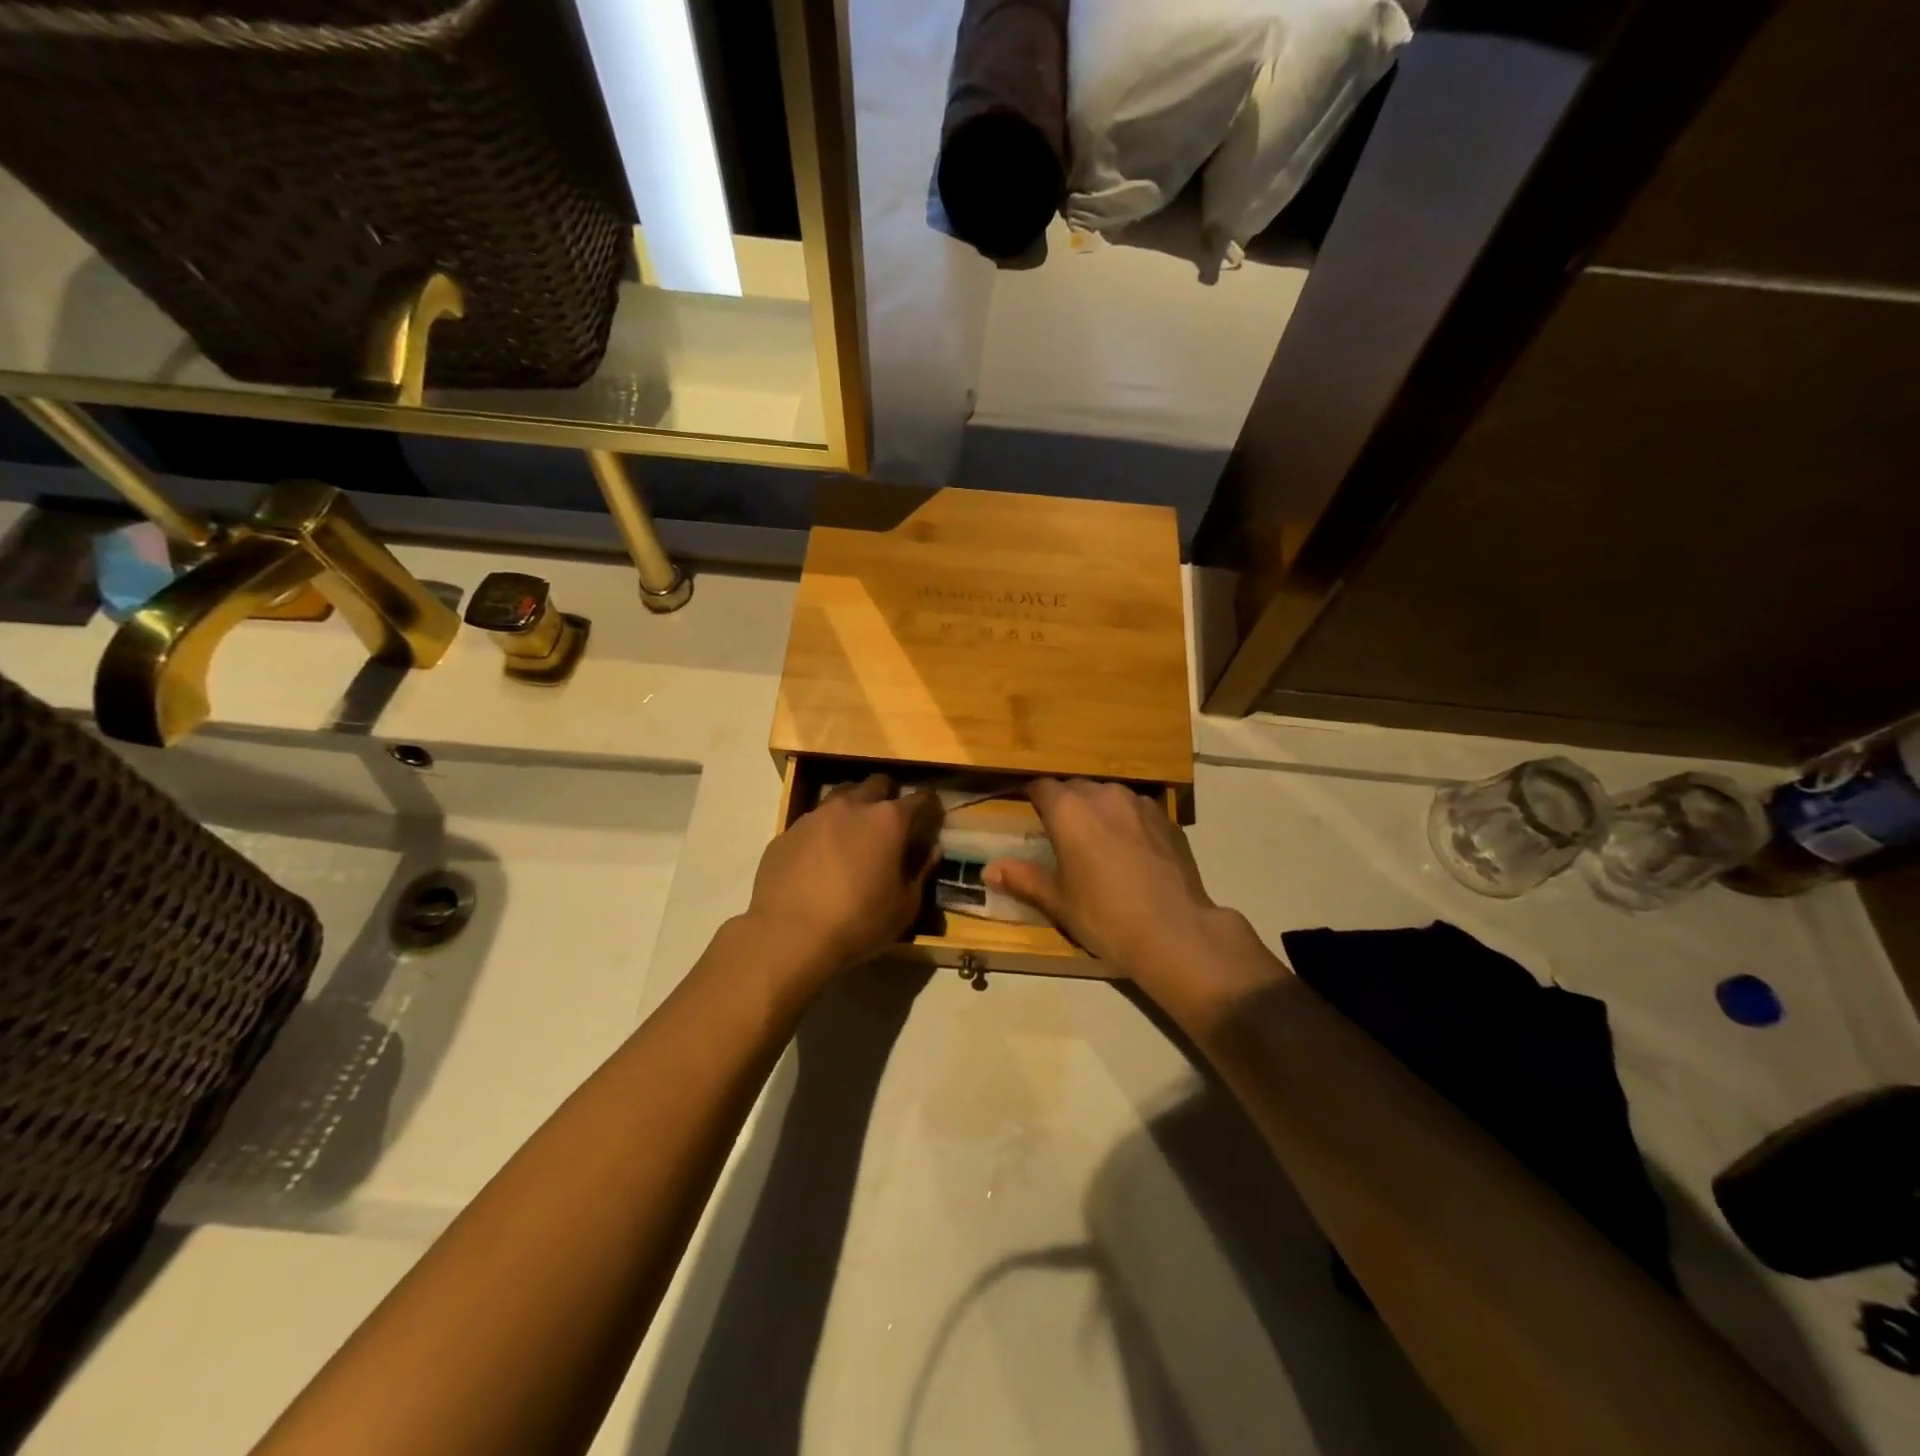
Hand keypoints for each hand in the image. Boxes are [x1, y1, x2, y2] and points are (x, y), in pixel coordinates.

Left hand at [744, 775, 942, 990]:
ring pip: (841, 796)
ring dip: (853, 808)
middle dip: (889, 796)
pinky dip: (823, 833)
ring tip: (854, 836)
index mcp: (887, 820)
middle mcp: (851, 806)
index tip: (933, 819)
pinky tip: (820, 860)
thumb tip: (931, 849)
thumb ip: (921, 871)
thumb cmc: (858, 922)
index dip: (930, 807)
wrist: (787, 936)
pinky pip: (812, 823)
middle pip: (877, 784)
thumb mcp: (905, 907)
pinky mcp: (786, 833)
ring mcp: (814, 816)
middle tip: (891, 823)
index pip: (920, 799)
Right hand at [985, 779, 1279, 1023]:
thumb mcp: (1058, 901)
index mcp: (1069, 810)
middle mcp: (1104, 795)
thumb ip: (1023, 878)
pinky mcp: (1168, 819)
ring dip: (1099, 810)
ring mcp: (1140, 804)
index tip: (1031, 816)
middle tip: (1063, 837)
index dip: (1033, 798)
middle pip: (1076, 788)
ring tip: (1099, 842)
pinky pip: (1138, 811)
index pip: (1041, 786)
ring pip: (1110, 796)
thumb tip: (989, 870)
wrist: (1175, 932)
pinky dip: (1129, 822)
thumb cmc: (1105, 916)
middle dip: (1066, 804)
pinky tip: (1133, 852)